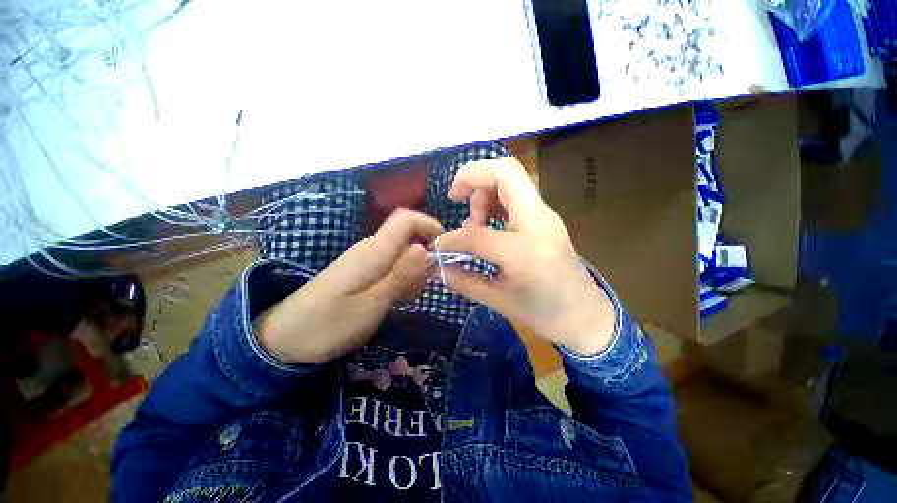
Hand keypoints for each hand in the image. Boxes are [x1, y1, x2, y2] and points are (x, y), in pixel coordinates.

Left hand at [256, 209, 443, 363]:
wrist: (284, 338)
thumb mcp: (371, 304)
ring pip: (402, 254)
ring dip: (413, 272)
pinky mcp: (362, 272)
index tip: (445, 250)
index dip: (430, 226)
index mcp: (375, 250)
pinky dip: (401, 280)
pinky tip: (394, 300)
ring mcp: (366, 260)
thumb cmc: (328, 323)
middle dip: (424, 258)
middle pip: (409, 237)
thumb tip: (424, 247)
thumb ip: (400, 275)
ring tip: (405, 299)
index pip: (407, 219)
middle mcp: (371, 248)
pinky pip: (391, 267)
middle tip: (422, 287)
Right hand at [435, 158, 614, 355]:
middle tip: (455, 196)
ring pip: (512, 176)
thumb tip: (436, 267)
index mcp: (524, 252)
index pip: (476, 234)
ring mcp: (546, 215)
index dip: (450, 239)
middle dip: (472, 175)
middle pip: (505, 172)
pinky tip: (488, 220)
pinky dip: (496, 196)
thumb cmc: (543, 314)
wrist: (586, 315)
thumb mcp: (499, 301)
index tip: (437, 247)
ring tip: (475, 219)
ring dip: (485, 188)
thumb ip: (464, 281)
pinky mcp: (546, 217)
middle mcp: (538, 223)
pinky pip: (518, 192)